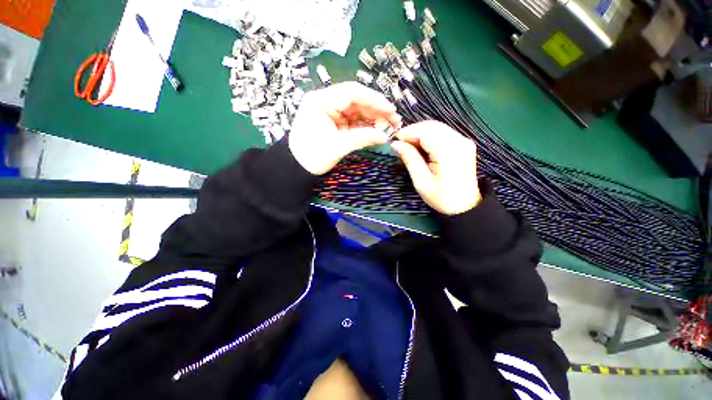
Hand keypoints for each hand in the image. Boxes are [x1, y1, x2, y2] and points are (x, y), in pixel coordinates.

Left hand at [289, 82, 401, 174]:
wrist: (297, 168)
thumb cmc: (312, 156)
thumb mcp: (338, 146)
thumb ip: (363, 138)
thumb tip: (385, 136)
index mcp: (321, 101)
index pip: (352, 92)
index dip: (374, 99)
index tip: (390, 110)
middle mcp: (326, 102)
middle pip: (356, 100)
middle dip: (376, 110)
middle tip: (394, 121)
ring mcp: (330, 112)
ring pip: (357, 110)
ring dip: (373, 118)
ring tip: (389, 126)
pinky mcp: (334, 123)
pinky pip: (353, 120)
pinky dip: (365, 125)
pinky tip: (377, 130)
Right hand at [391, 121, 480, 214]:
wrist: (464, 206)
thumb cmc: (441, 197)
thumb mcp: (421, 181)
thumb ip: (410, 159)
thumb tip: (396, 144)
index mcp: (448, 152)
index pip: (425, 132)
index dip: (408, 132)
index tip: (394, 140)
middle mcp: (459, 141)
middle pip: (432, 126)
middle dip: (413, 131)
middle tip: (400, 143)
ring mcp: (463, 141)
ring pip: (437, 127)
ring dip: (420, 132)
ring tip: (408, 145)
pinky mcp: (463, 143)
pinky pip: (443, 132)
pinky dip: (429, 135)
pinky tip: (421, 146)